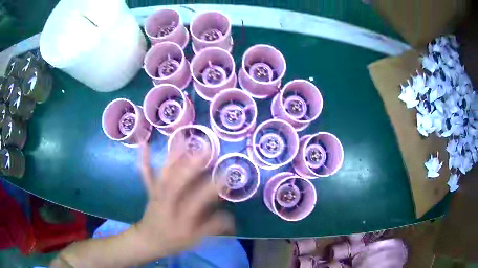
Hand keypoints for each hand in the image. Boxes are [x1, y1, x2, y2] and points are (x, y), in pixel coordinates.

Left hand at [134, 141, 233, 259]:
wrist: (148, 240)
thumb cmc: (173, 241)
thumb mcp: (195, 240)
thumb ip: (213, 228)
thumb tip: (231, 216)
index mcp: (182, 217)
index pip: (199, 201)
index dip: (212, 188)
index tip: (226, 175)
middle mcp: (169, 203)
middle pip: (179, 182)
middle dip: (192, 165)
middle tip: (206, 148)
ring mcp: (158, 194)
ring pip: (165, 175)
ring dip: (173, 156)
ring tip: (182, 138)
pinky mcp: (151, 190)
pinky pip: (146, 174)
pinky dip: (144, 159)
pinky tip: (143, 144)